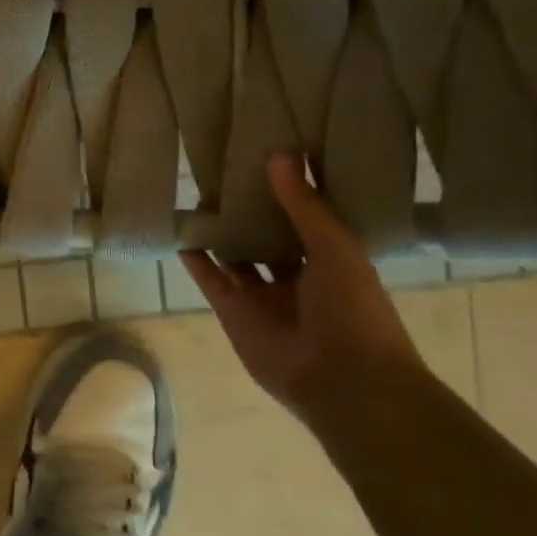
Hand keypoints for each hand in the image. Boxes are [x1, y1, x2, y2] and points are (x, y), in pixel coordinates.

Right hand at [181, 155, 426, 425]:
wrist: (342, 380)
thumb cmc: (354, 311)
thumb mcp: (335, 249)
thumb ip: (305, 206)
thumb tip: (279, 155)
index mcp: (331, 260)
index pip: (305, 218)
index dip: (287, 192)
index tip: (267, 156)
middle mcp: (295, 276)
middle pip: (267, 237)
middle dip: (249, 211)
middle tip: (225, 173)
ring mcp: (261, 295)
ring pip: (236, 257)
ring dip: (220, 233)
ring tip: (198, 198)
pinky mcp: (233, 311)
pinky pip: (210, 280)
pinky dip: (196, 261)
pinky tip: (181, 234)